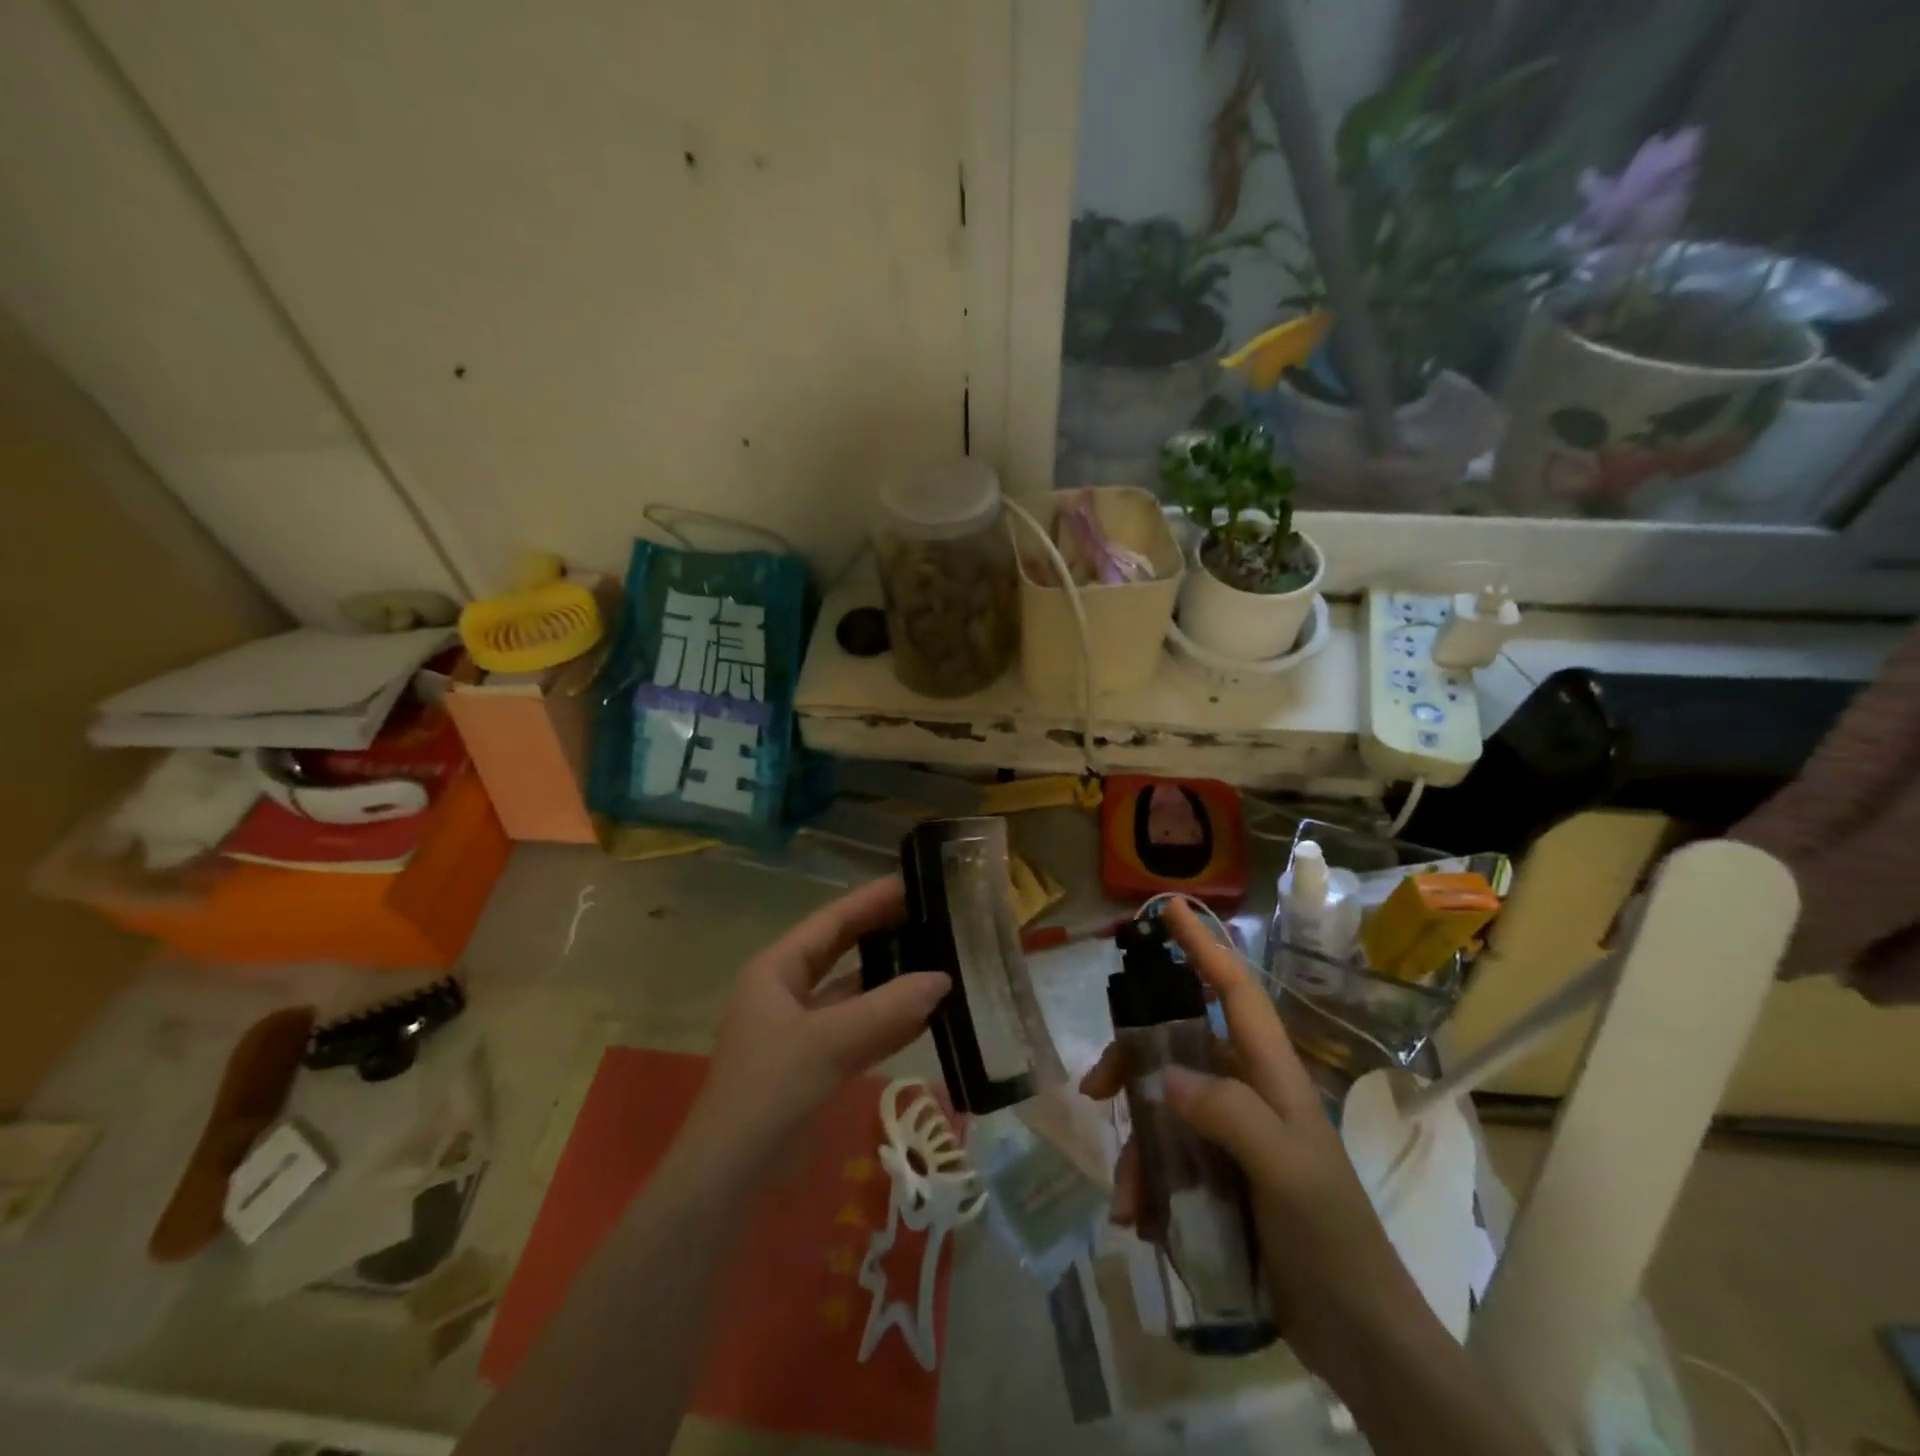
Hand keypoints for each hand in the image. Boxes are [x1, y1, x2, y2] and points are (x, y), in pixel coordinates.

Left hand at [691, 876, 949, 1154]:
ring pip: (855, 992)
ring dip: (892, 980)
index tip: (914, 882)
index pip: (831, 921)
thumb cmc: (769, 1091)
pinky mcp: (816, 1064)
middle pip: (843, 951)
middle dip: (884, 934)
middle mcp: (787, 991)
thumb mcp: (828, 1043)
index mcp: (776, 969)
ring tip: (939, 958)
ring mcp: (802, 1029)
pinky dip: (890, 1021)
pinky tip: (928, 1014)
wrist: (730, 1180)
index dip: (871, 900)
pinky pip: (860, 1030)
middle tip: (933, 916)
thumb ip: (888, 1009)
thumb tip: (943, 980)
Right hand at [1080, 900, 1432, 1391]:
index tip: (1168, 908)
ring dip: (1137, 1146)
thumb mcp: (1287, 1170)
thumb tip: (1164, 1078)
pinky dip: (1147, 1182)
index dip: (1203, 946)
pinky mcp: (1218, 1175)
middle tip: (1096, 1089)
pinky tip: (1140, 1220)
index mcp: (1270, 1074)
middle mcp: (1246, 1092)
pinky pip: (1167, 1157)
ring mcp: (1231, 1135)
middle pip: (1177, 1047)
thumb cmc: (1332, 1239)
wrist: (1357, 1336)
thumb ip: (1230, 1113)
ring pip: (1163, 1109)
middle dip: (1133, 1062)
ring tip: (1126, 1198)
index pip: (1234, 991)